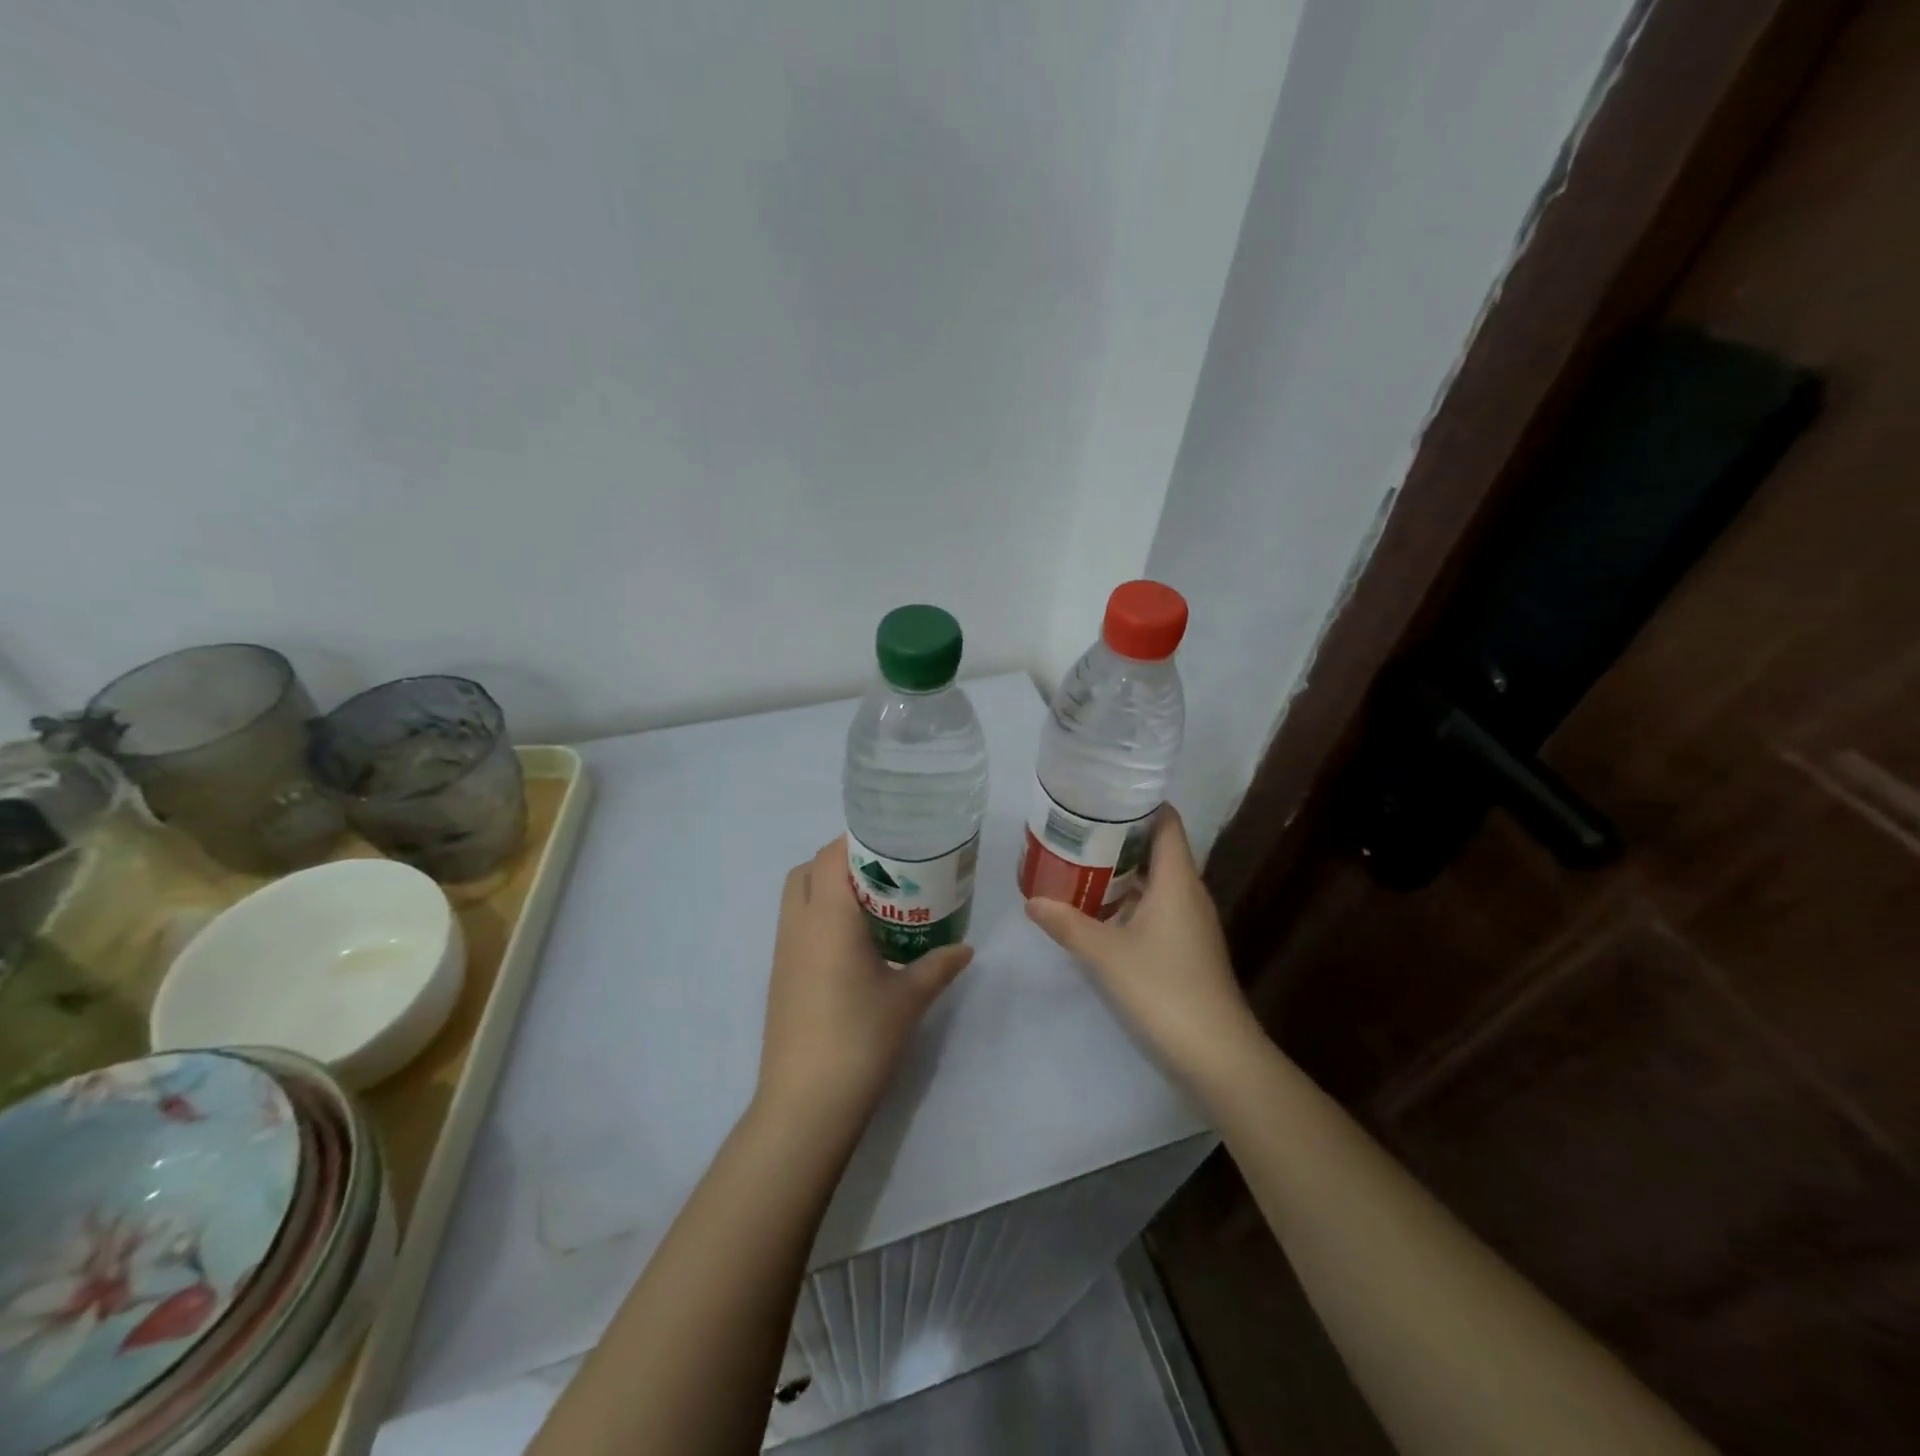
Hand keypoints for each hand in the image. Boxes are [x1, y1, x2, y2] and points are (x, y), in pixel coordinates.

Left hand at [756, 837, 972, 1131]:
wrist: (806, 1103)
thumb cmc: (860, 1038)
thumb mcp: (909, 998)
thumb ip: (939, 965)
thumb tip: (966, 948)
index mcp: (828, 918)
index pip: (831, 855)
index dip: (857, 841)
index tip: (892, 845)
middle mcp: (798, 925)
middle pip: (808, 870)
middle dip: (841, 862)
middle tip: (884, 876)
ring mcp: (783, 953)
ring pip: (798, 899)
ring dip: (828, 891)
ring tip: (873, 908)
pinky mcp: (780, 977)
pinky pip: (797, 927)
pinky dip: (820, 919)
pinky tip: (854, 947)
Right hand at [1025, 807, 1258, 1085]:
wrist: (1217, 1053)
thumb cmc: (1163, 989)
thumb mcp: (1106, 954)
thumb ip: (1067, 924)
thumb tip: (1032, 900)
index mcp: (1177, 880)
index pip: (1166, 822)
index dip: (1139, 803)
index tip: (1101, 794)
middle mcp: (1188, 892)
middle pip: (1157, 848)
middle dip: (1118, 836)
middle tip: (1075, 828)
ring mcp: (1191, 922)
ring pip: (1155, 880)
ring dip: (1121, 871)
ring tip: (1078, 862)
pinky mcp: (1188, 947)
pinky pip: (1157, 906)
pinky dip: (1130, 900)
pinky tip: (1099, 910)